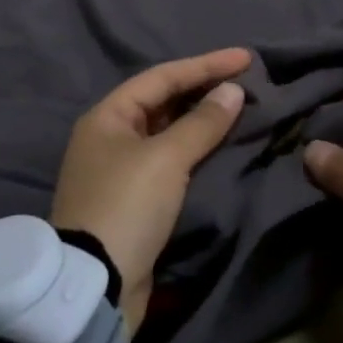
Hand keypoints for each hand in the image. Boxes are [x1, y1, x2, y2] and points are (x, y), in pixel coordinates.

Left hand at [52, 47, 250, 331]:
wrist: (96, 284)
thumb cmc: (127, 206)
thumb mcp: (166, 158)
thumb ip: (202, 122)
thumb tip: (233, 91)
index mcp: (108, 117)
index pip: (162, 77)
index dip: (205, 65)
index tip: (246, 58)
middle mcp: (110, 137)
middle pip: (164, 103)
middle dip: (204, 91)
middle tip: (247, 83)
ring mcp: (120, 170)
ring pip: (168, 134)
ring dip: (203, 122)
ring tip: (241, 109)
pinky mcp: (134, 200)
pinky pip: (171, 162)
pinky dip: (196, 152)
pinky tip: (223, 148)